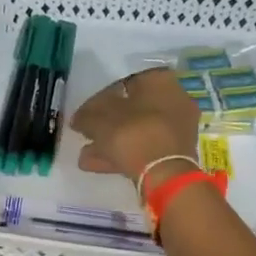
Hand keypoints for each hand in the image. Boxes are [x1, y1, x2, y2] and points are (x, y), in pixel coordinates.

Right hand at [69, 69, 201, 189]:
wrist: (164, 174)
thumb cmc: (133, 134)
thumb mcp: (99, 120)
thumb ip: (86, 115)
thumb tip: (78, 118)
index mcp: (159, 81)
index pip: (124, 82)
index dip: (100, 98)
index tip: (85, 113)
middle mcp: (174, 100)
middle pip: (132, 110)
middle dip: (106, 124)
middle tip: (86, 134)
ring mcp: (177, 128)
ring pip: (137, 131)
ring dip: (110, 142)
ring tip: (85, 154)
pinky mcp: (175, 153)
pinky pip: (144, 147)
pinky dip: (122, 154)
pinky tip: (96, 164)